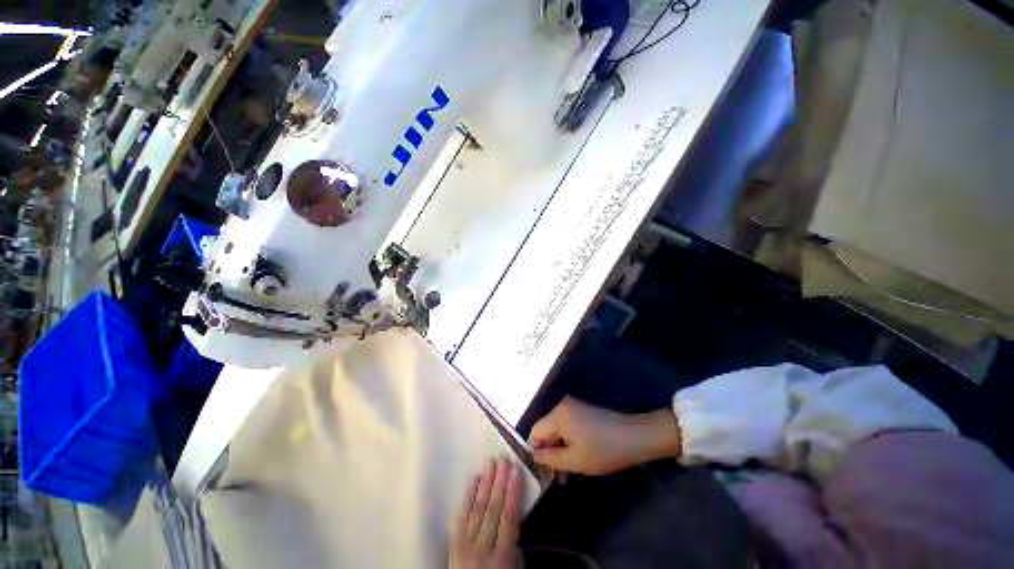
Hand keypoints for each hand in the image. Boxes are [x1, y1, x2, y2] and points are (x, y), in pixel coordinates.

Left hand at [451, 458, 524, 568]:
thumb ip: (515, 547)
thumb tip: (516, 517)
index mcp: (501, 558)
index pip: (509, 517)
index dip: (513, 491)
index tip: (517, 469)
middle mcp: (482, 548)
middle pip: (492, 509)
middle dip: (499, 481)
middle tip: (503, 459)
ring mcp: (465, 545)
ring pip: (477, 508)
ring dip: (485, 483)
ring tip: (491, 462)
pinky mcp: (453, 544)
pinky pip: (461, 516)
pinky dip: (468, 496)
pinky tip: (473, 479)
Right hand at [529, 397, 681, 474]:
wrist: (634, 436)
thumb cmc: (602, 450)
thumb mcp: (574, 460)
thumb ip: (549, 458)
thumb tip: (534, 455)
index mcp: (557, 414)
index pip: (535, 431)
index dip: (537, 451)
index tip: (546, 470)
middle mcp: (562, 405)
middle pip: (546, 429)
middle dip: (550, 451)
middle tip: (559, 475)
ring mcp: (574, 406)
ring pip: (558, 429)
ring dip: (560, 448)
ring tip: (569, 471)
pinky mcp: (583, 410)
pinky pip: (568, 426)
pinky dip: (569, 441)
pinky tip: (579, 456)